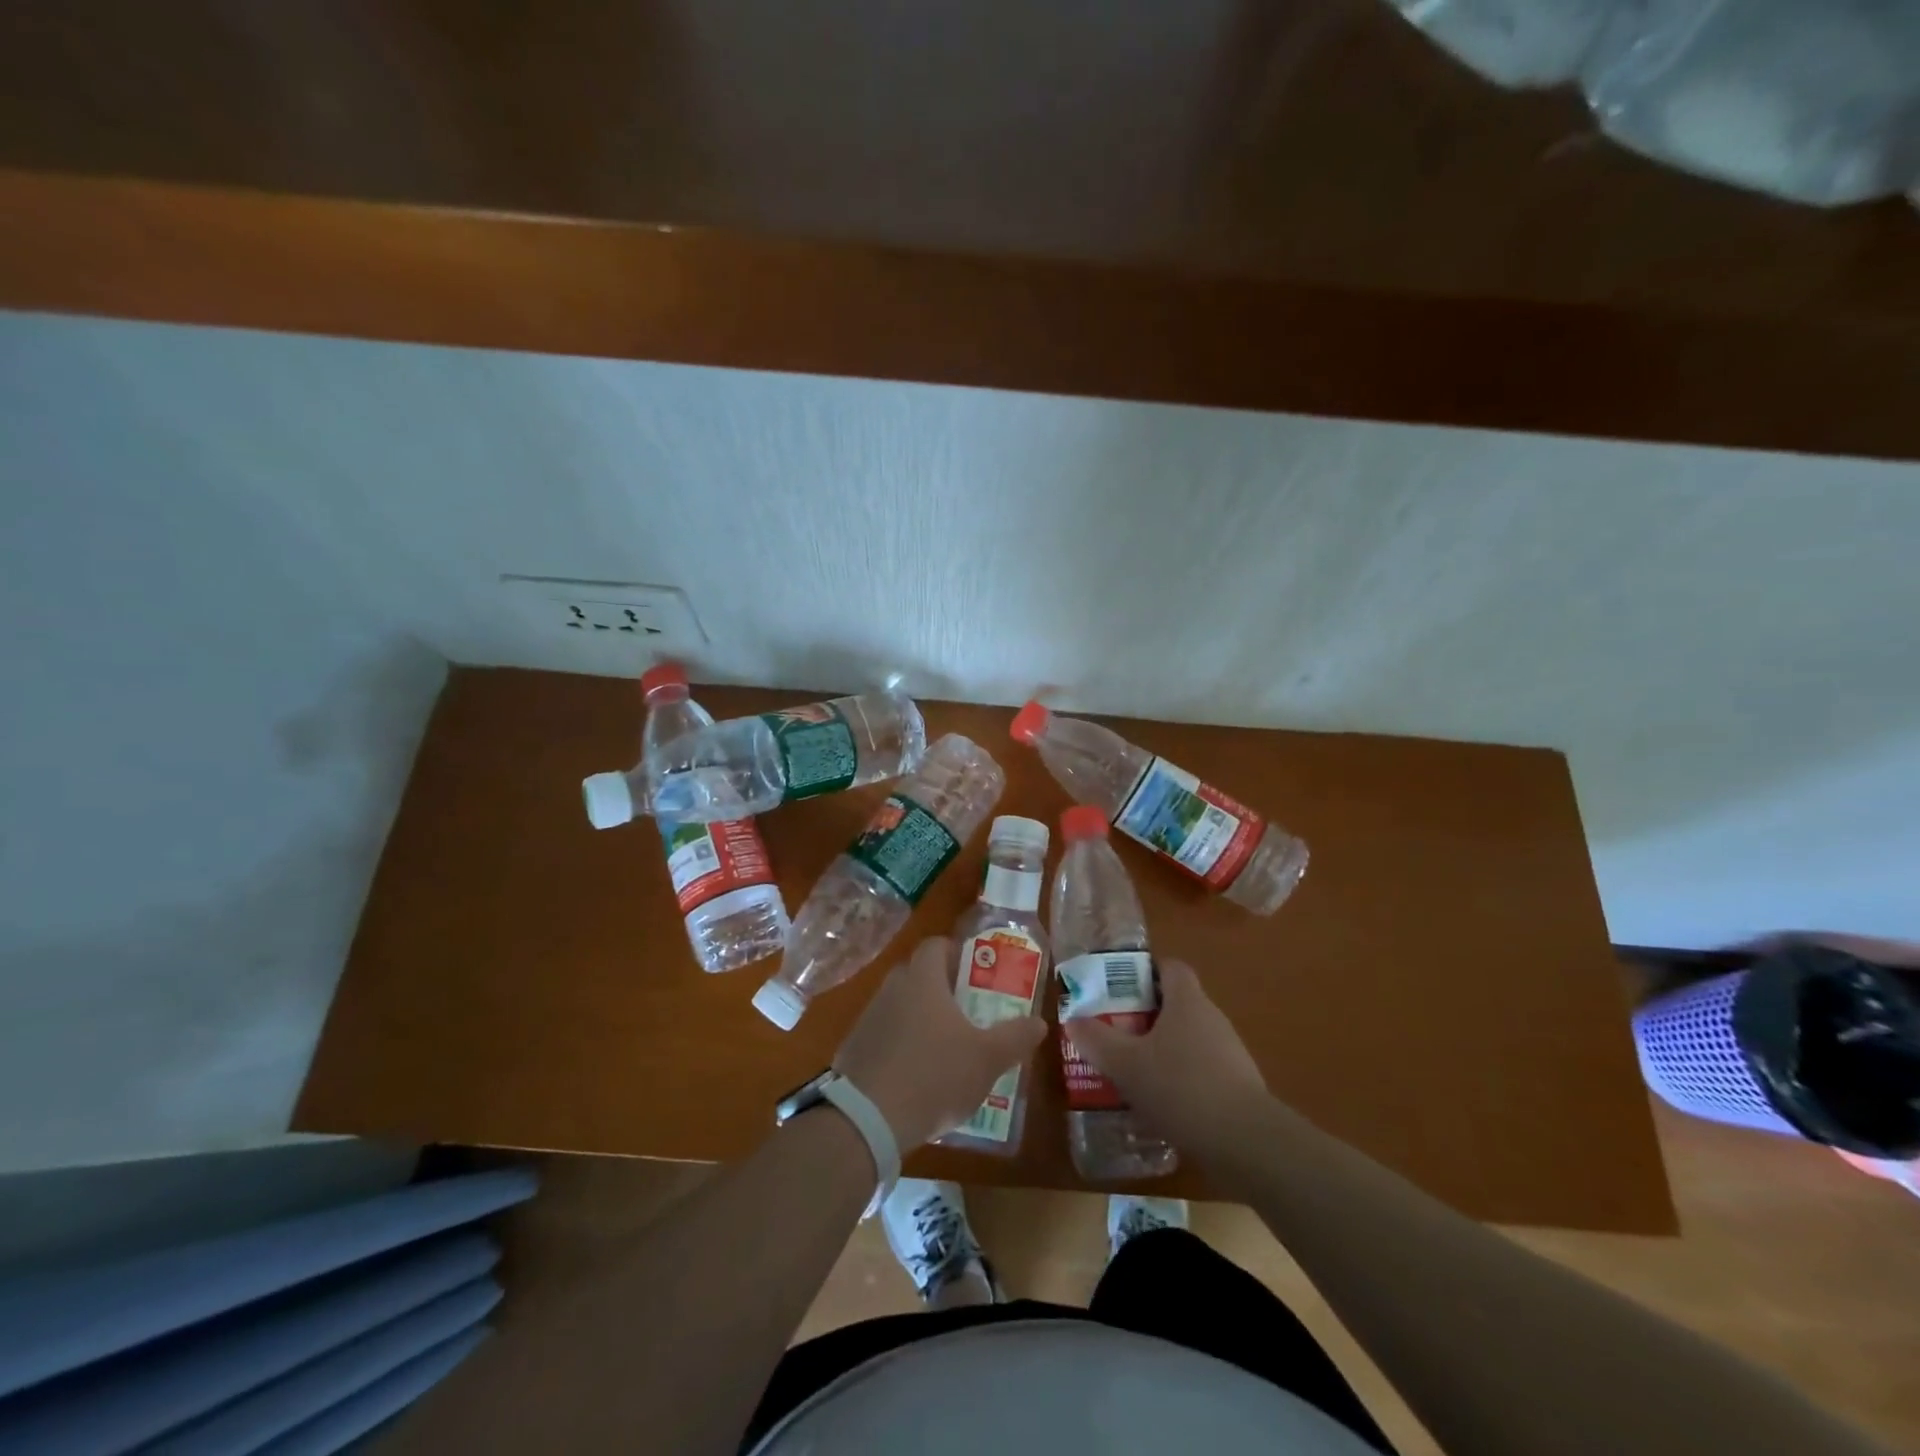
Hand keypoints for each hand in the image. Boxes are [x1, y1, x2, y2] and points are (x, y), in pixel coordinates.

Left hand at [834, 936, 1046, 1150]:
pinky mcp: (853, 1048)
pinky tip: (914, 1075)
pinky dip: (898, 1045)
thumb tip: (1039, 1022)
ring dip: (918, 1017)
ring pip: (899, 1005)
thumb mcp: (987, 1060)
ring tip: (943, 1047)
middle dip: (940, 987)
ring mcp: (868, 1018)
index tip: (975, 972)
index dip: (955, 952)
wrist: (867, 1120)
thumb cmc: (934, 1076)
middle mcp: (891, 989)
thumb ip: (1015, 1037)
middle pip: (916, 973)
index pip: (935, 945)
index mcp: (922, 980)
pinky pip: (882, 1035)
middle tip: (966, 1009)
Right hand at [1065, 960, 1271, 1154]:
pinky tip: (1163, 1106)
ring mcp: (1231, 1053)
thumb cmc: (1181, 1087)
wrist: (1247, 1143)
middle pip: (1178, 1004)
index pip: (1170, 967)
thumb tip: (1073, 1019)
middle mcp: (1212, 1018)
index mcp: (1187, 1001)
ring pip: (1189, 1040)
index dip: (1146, 972)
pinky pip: (1203, 1071)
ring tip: (1134, 1073)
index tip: (1119, 990)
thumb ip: (1097, 1040)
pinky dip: (1183, 1080)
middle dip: (1147, 1016)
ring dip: (1164, 1051)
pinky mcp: (1240, 1087)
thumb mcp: (1126, 1064)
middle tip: (1117, 1033)